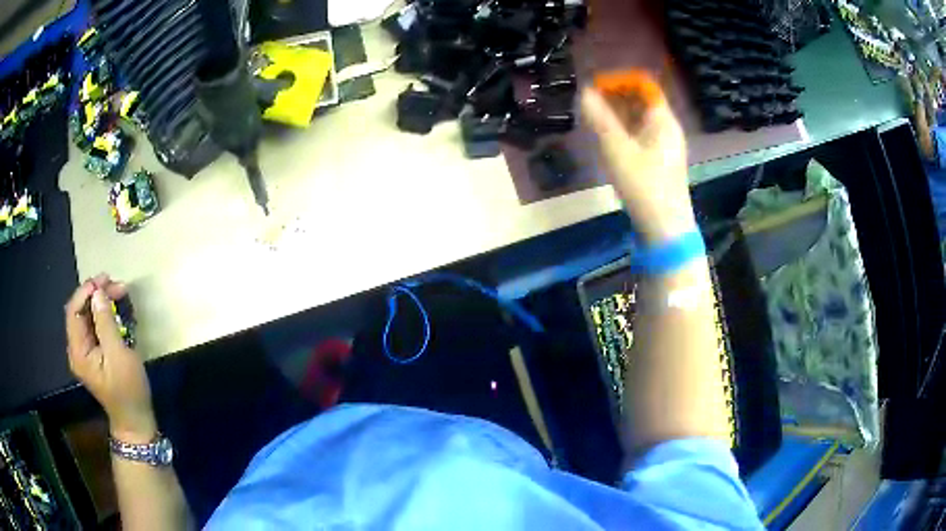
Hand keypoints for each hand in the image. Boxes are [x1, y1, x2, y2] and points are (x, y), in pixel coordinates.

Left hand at [65, 274, 155, 443]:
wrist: (135, 421)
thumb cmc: (128, 391)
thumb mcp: (119, 357)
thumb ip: (106, 324)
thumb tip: (98, 294)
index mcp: (78, 351)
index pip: (74, 311)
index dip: (86, 292)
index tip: (104, 281)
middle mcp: (77, 348)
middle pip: (80, 311)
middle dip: (96, 294)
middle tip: (117, 285)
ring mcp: (85, 352)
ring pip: (88, 316)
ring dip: (101, 302)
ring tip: (119, 292)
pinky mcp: (94, 353)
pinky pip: (94, 326)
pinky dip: (104, 313)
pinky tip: (115, 309)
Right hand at [581, 83, 696, 243]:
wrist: (665, 229)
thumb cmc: (644, 186)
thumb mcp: (618, 150)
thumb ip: (600, 119)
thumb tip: (584, 91)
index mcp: (663, 121)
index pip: (644, 86)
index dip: (621, 81)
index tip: (596, 86)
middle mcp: (667, 129)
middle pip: (642, 101)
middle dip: (616, 97)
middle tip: (589, 103)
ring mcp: (665, 147)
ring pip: (640, 120)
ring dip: (618, 115)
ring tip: (593, 120)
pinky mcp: (659, 162)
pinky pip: (641, 135)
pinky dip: (624, 131)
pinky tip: (608, 141)